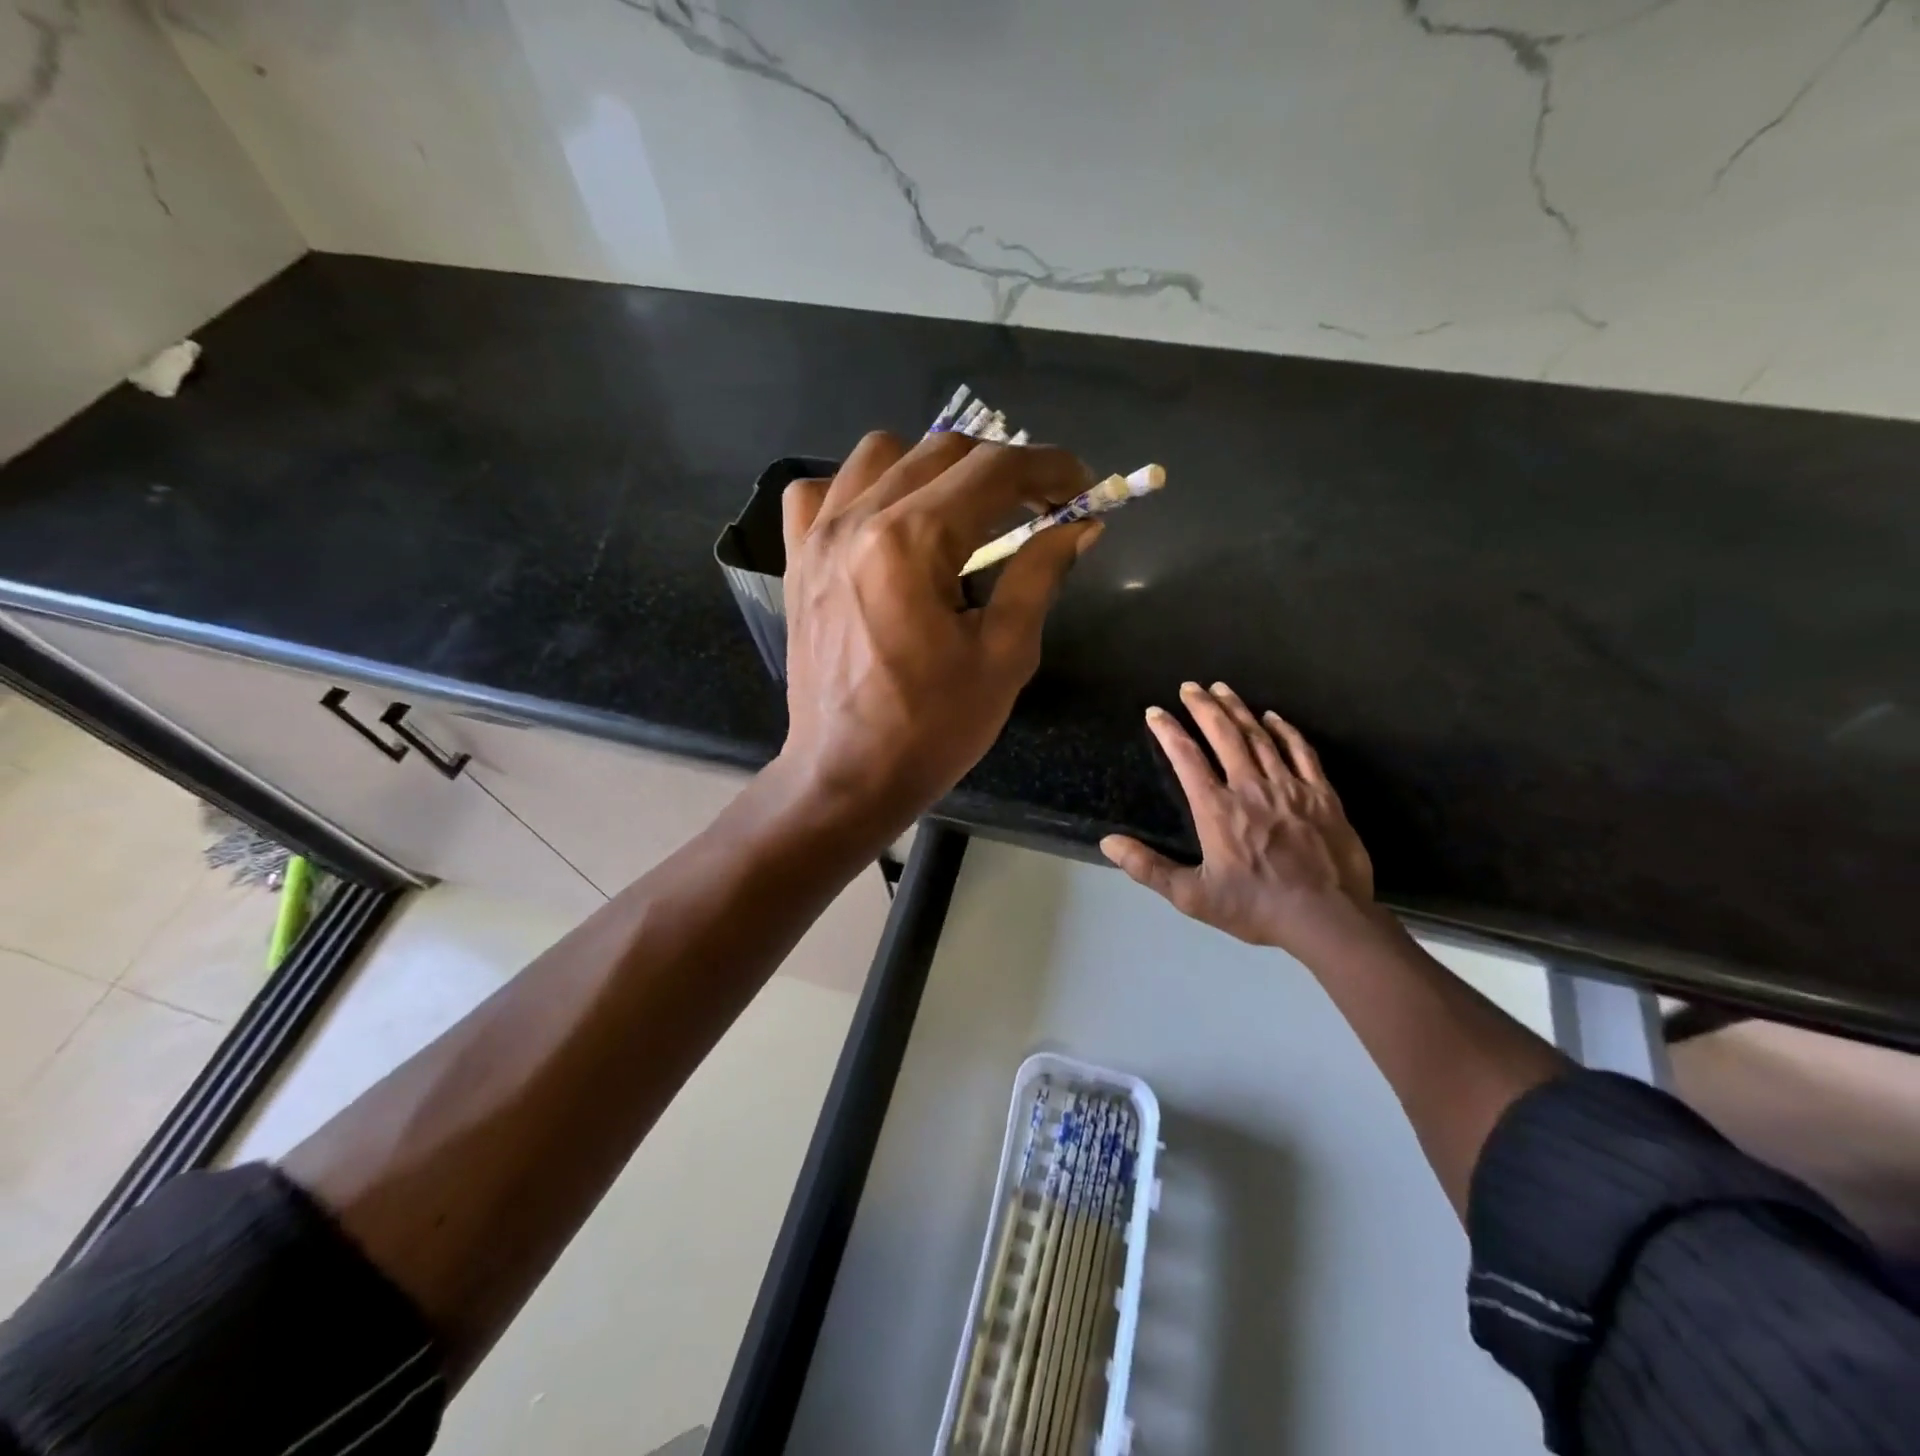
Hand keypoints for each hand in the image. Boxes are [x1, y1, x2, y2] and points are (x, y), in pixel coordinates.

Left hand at [776, 429, 1100, 838]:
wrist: (847, 775)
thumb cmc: (931, 729)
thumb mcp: (1004, 657)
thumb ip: (1039, 576)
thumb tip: (1079, 526)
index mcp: (911, 542)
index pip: (993, 470)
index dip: (1050, 467)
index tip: (1083, 486)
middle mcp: (857, 519)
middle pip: (942, 451)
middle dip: (1003, 468)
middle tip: (1038, 507)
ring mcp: (817, 536)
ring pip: (881, 454)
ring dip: (935, 467)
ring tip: (963, 512)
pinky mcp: (797, 560)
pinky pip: (819, 491)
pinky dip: (860, 489)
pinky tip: (884, 523)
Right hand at [1101, 681, 1373, 953]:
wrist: (1327, 918)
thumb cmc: (1256, 907)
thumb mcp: (1192, 896)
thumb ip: (1148, 868)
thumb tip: (1108, 842)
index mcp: (1216, 809)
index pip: (1186, 757)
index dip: (1168, 730)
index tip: (1155, 712)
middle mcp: (1250, 787)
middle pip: (1223, 735)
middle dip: (1203, 707)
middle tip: (1190, 686)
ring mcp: (1289, 787)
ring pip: (1259, 736)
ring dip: (1238, 709)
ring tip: (1223, 689)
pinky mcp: (1321, 794)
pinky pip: (1301, 751)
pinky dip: (1285, 730)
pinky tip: (1273, 717)